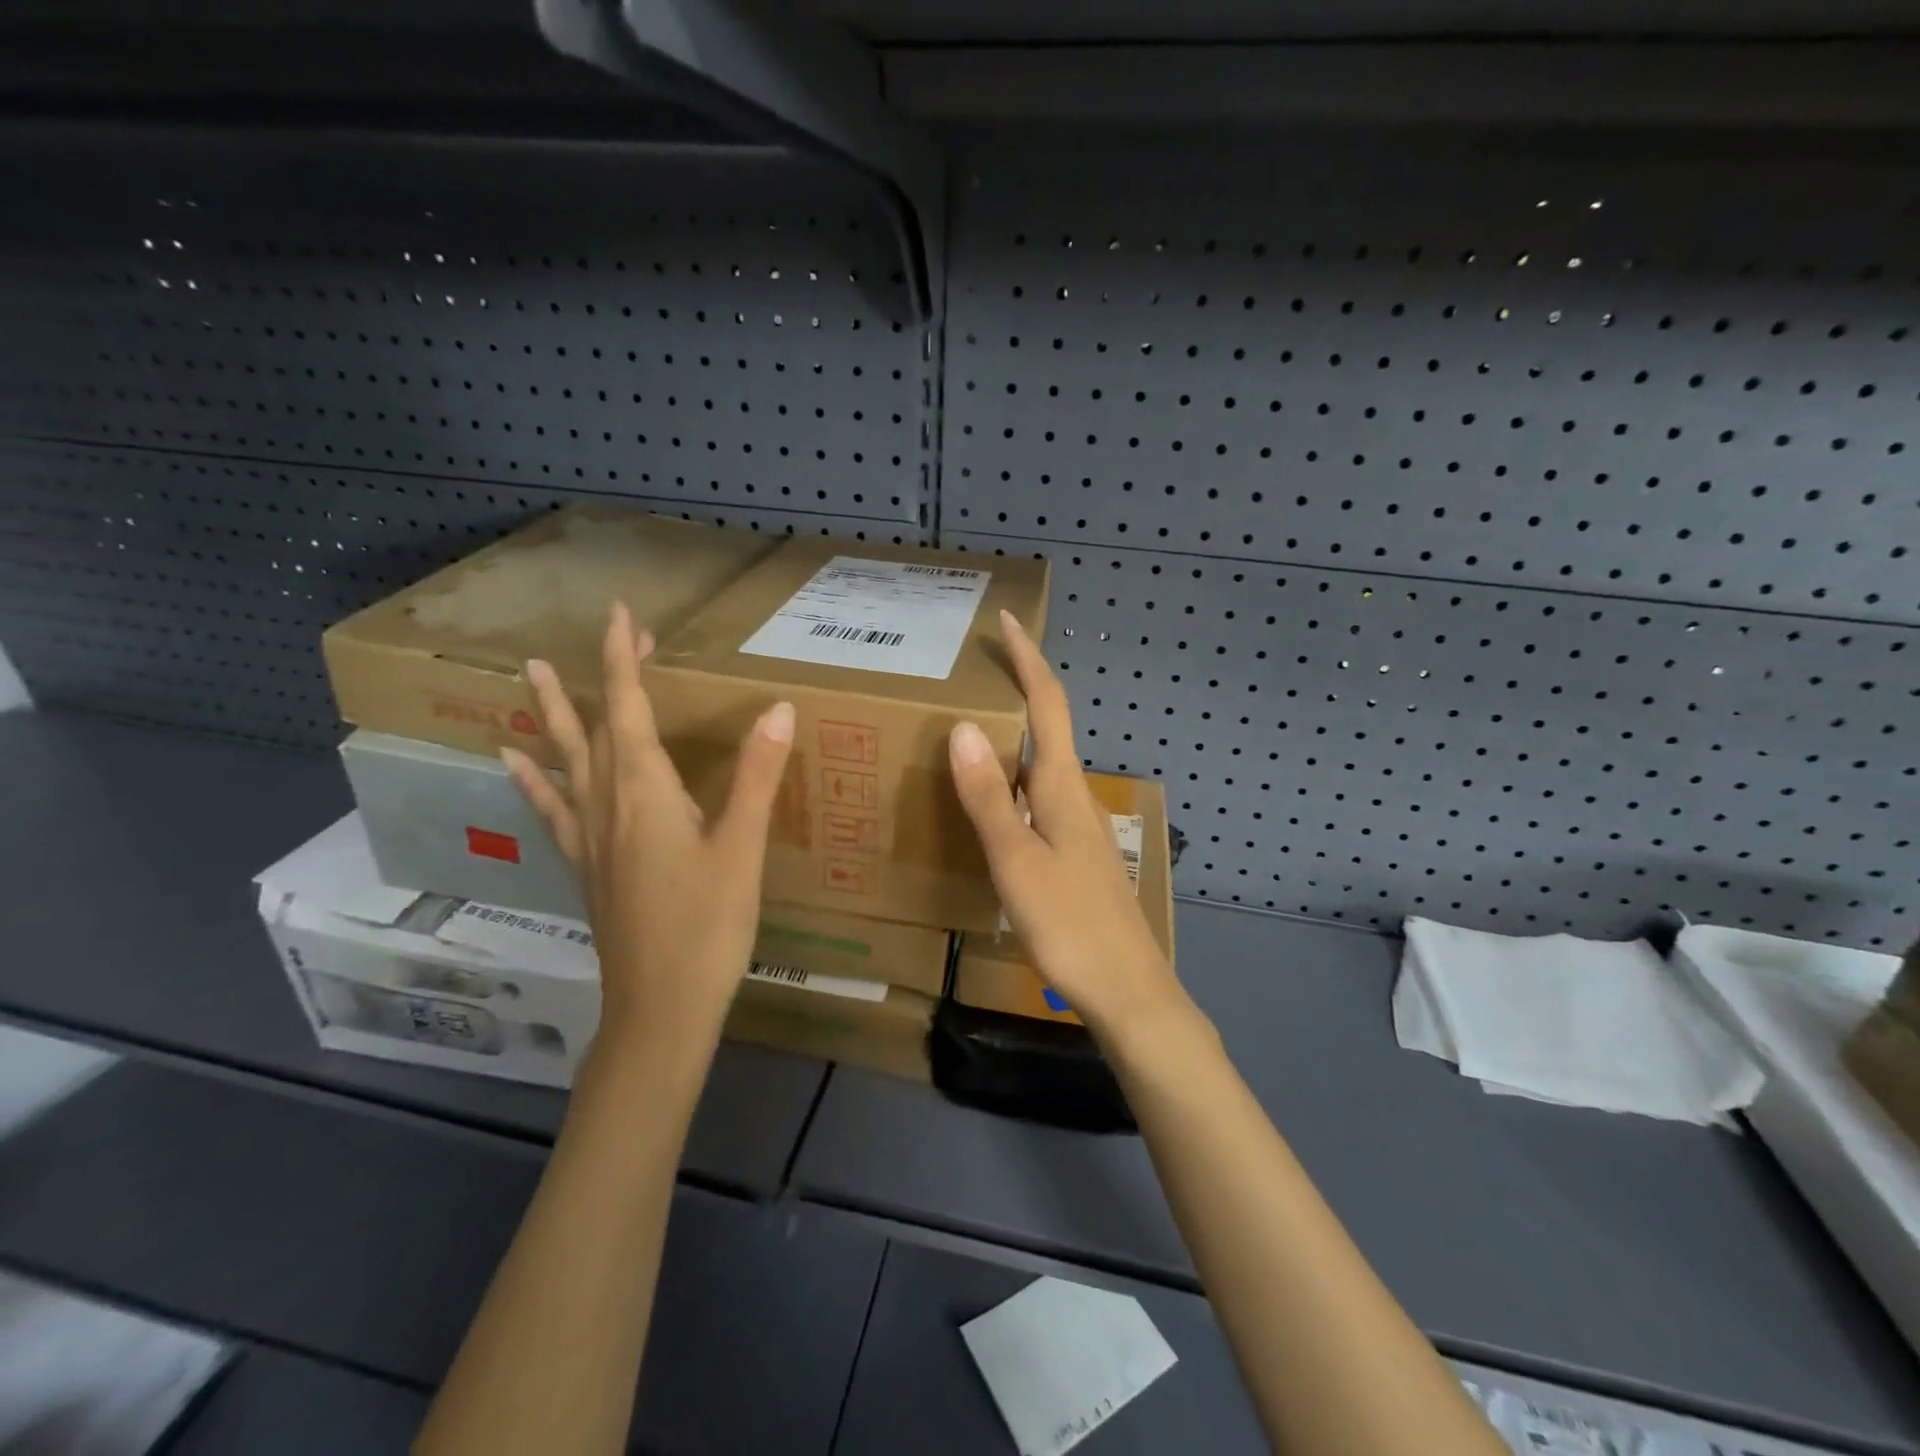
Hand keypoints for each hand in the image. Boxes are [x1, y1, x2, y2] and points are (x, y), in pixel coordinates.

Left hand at [501, 603, 795, 1055]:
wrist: (660, 1007)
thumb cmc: (708, 927)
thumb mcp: (741, 850)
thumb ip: (756, 777)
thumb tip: (777, 709)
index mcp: (646, 795)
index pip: (629, 712)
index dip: (624, 662)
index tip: (620, 616)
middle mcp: (609, 807)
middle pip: (597, 728)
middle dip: (604, 679)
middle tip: (610, 638)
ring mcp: (591, 839)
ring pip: (569, 762)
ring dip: (554, 716)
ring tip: (533, 676)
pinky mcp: (589, 867)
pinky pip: (556, 809)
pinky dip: (537, 779)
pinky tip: (515, 764)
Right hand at [948, 610, 1186, 1035]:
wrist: (1126, 990)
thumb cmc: (1069, 923)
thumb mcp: (1016, 859)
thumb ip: (989, 796)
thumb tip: (964, 727)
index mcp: (1061, 786)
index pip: (1048, 704)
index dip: (1028, 660)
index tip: (1008, 620)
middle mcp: (1073, 795)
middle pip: (1049, 726)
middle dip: (1019, 688)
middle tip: (976, 669)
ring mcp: (1077, 825)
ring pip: (1042, 763)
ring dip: (1014, 734)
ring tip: (969, 726)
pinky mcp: (1074, 853)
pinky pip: (1038, 796)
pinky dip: (1012, 778)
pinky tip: (990, 799)